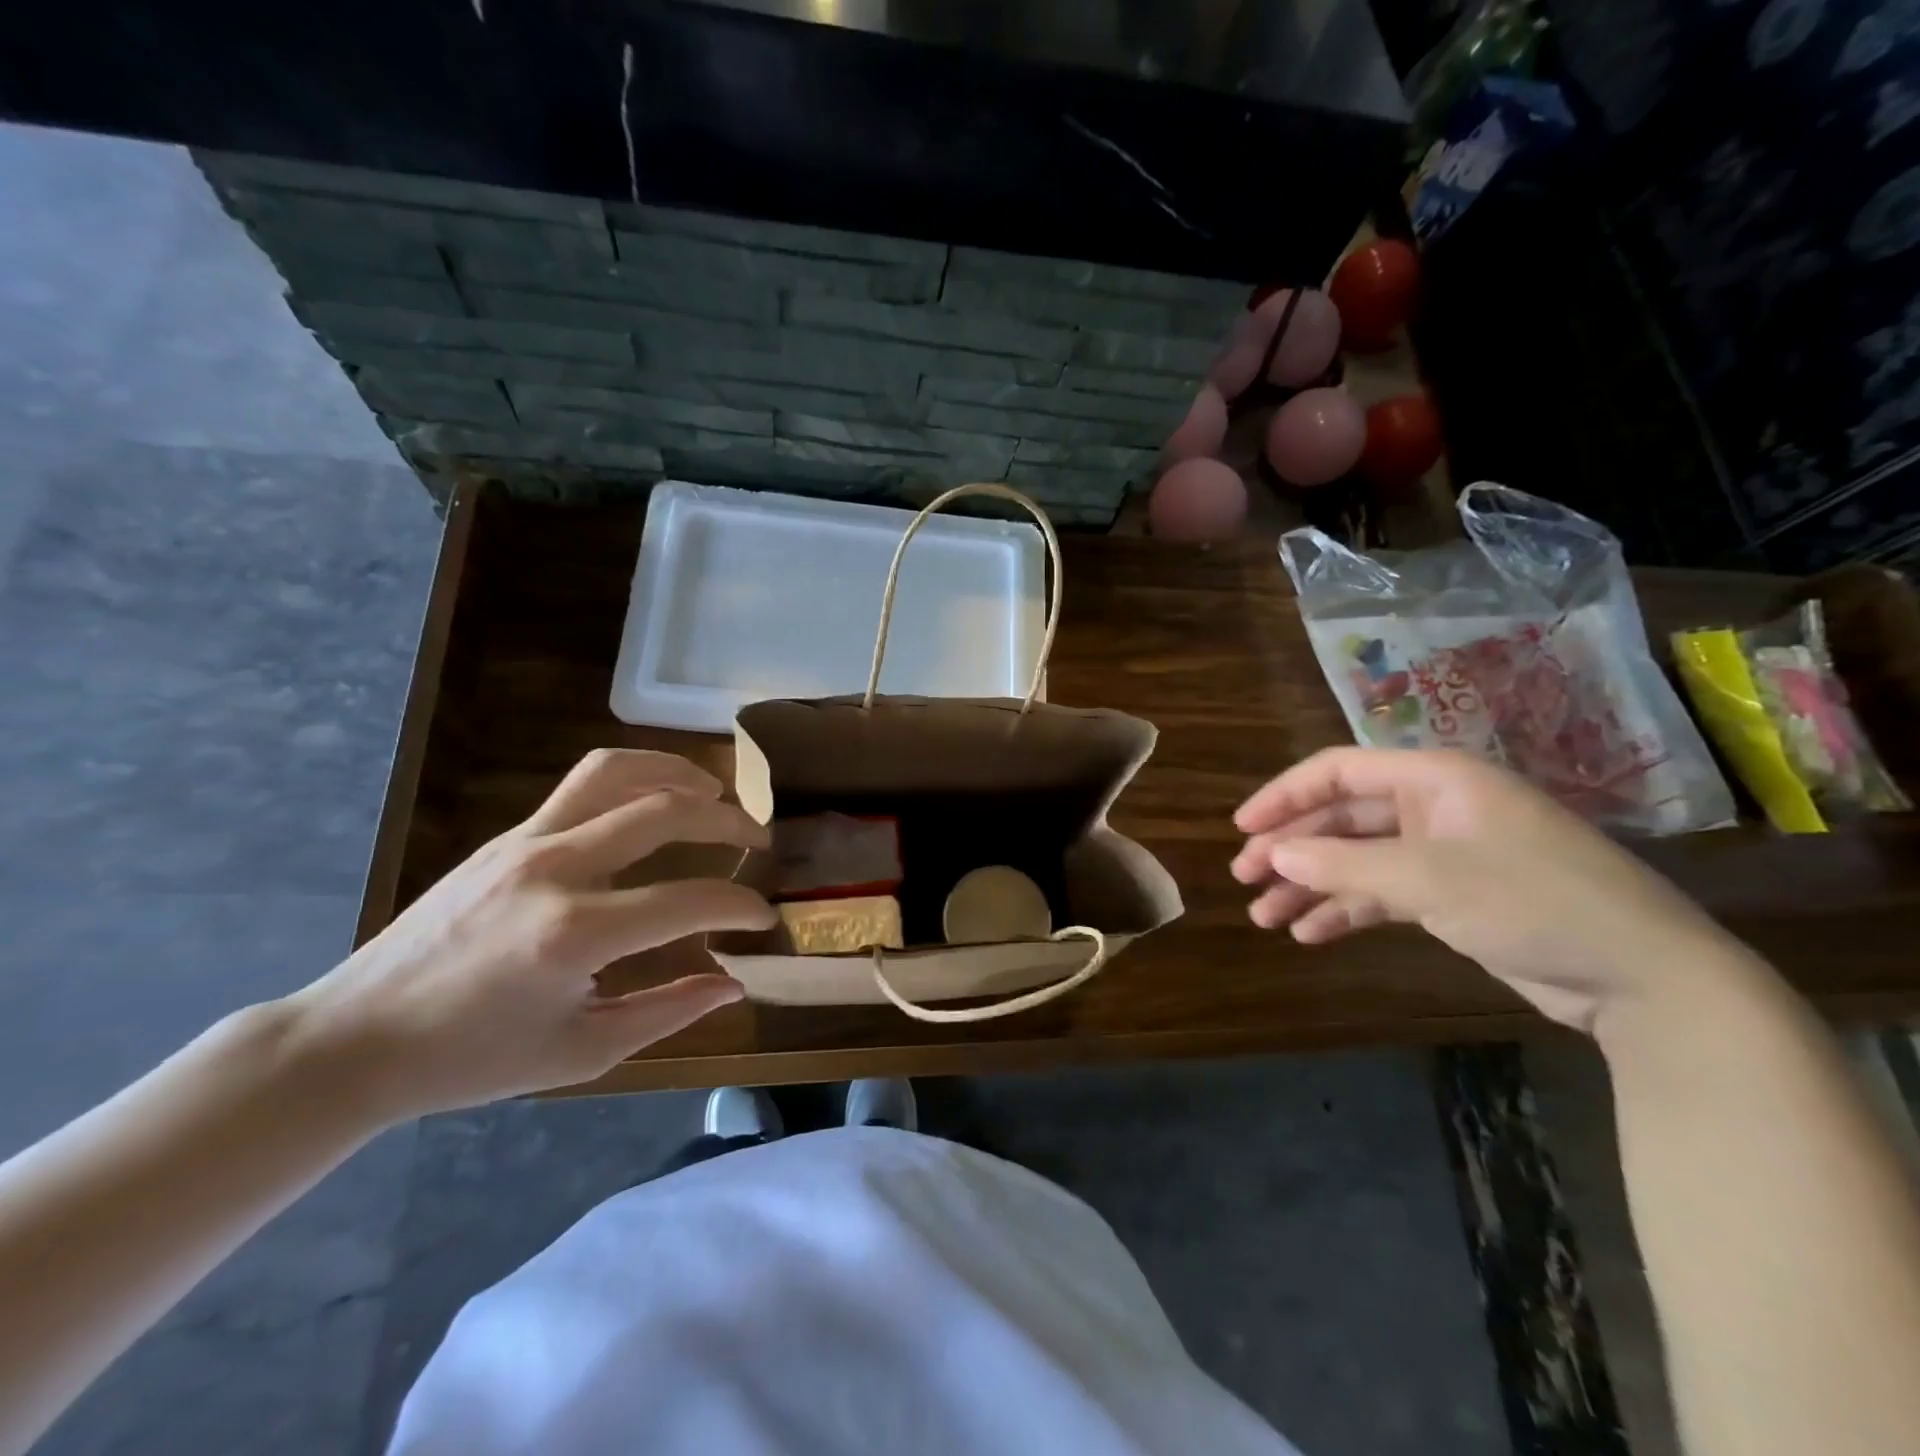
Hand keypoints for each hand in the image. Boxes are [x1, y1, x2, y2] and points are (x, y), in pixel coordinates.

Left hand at [283, 749, 774, 1117]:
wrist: (353, 1039)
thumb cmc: (471, 1059)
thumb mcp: (581, 1052)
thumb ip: (668, 1011)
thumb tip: (735, 983)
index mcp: (574, 934)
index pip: (688, 898)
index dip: (740, 905)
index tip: (764, 916)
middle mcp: (555, 869)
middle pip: (664, 812)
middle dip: (728, 821)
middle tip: (759, 840)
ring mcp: (526, 841)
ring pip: (618, 772)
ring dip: (678, 773)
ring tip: (715, 792)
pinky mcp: (508, 835)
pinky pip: (584, 785)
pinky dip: (636, 779)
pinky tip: (657, 801)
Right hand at [1231, 747, 1735, 1030]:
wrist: (1647, 979)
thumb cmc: (1535, 903)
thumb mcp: (1430, 879)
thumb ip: (1344, 865)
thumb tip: (1275, 856)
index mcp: (1434, 780)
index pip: (1337, 772)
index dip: (1284, 796)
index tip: (1242, 830)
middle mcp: (1434, 808)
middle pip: (1341, 818)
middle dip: (1291, 848)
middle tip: (1244, 878)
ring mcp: (1444, 852)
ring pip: (1356, 859)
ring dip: (1310, 885)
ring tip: (1264, 916)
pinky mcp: (1454, 895)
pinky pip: (1382, 893)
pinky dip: (1345, 910)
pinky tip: (1310, 934)